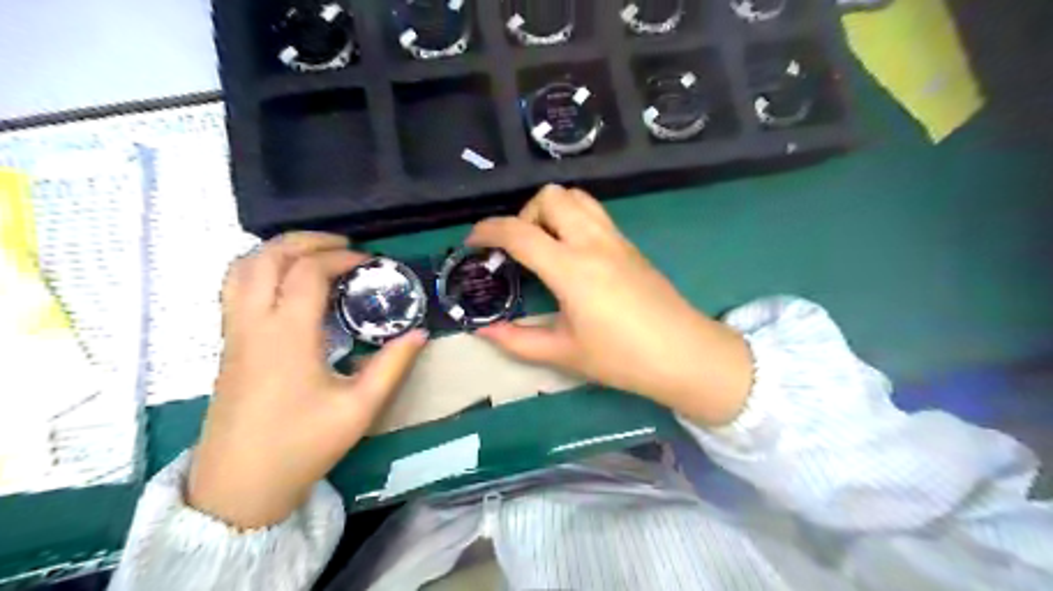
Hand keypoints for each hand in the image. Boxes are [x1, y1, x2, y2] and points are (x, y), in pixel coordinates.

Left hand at [187, 233, 425, 528]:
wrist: (239, 487)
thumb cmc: (302, 445)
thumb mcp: (359, 408)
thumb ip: (392, 366)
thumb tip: (418, 333)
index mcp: (287, 335)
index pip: (308, 272)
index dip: (340, 258)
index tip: (370, 263)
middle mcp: (253, 323)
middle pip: (266, 257)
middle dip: (305, 241)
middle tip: (342, 245)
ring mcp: (234, 334)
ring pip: (241, 269)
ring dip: (277, 251)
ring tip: (313, 255)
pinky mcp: (228, 346)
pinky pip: (235, 289)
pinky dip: (260, 269)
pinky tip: (286, 285)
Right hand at [471, 185, 757, 424]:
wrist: (685, 354)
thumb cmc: (622, 358)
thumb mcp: (564, 353)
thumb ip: (518, 340)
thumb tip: (483, 331)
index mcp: (572, 268)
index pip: (520, 232)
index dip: (488, 231)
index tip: (473, 241)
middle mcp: (593, 242)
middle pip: (551, 196)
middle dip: (524, 213)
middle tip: (518, 247)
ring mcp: (616, 239)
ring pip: (577, 196)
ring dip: (551, 210)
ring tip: (544, 244)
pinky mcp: (630, 244)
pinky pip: (594, 212)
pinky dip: (572, 217)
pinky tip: (571, 252)